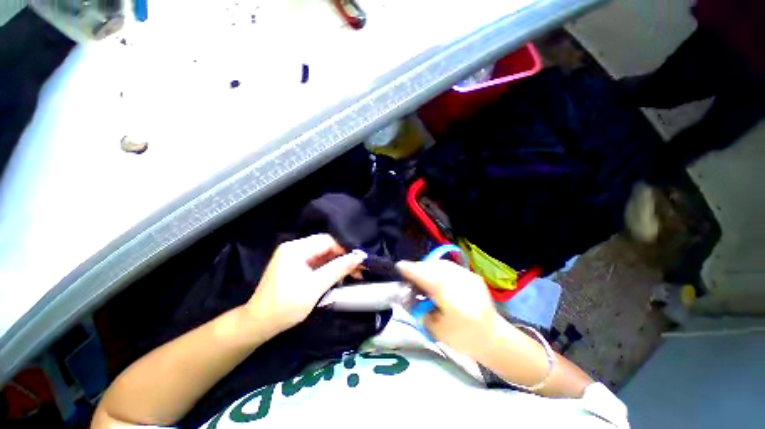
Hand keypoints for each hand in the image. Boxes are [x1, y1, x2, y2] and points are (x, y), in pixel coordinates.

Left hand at [246, 234, 365, 332]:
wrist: (258, 324)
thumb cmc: (285, 306)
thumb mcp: (315, 287)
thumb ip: (338, 269)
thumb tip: (359, 257)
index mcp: (296, 249)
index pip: (327, 241)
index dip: (345, 249)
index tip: (360, 260)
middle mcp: (294, 248)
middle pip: (325, 246)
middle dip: (343, 257)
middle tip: (359, 268)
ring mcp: (294, 257)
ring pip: (323, 254)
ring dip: (337, 263)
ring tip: (353, 273)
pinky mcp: (295, 266)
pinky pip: (317, 262)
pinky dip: (329, 268)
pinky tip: (339, 275)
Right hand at [397, 260, 502, 359]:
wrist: (494, 338)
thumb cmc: (462, 339)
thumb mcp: (435, 329)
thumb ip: (418, 310)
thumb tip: (405, 295)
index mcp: (450, 297)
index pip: (426, 276)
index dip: (410, 269)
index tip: (399, 266)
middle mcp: (459, 281)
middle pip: (433, 266)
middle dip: (419, 268)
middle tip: (411, 276)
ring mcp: (468, 276)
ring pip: (441, 264)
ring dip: (429, 267)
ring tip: (423, 277)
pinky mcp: (472, 275)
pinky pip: (450, 267)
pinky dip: (439, 269)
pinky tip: (438, 278)